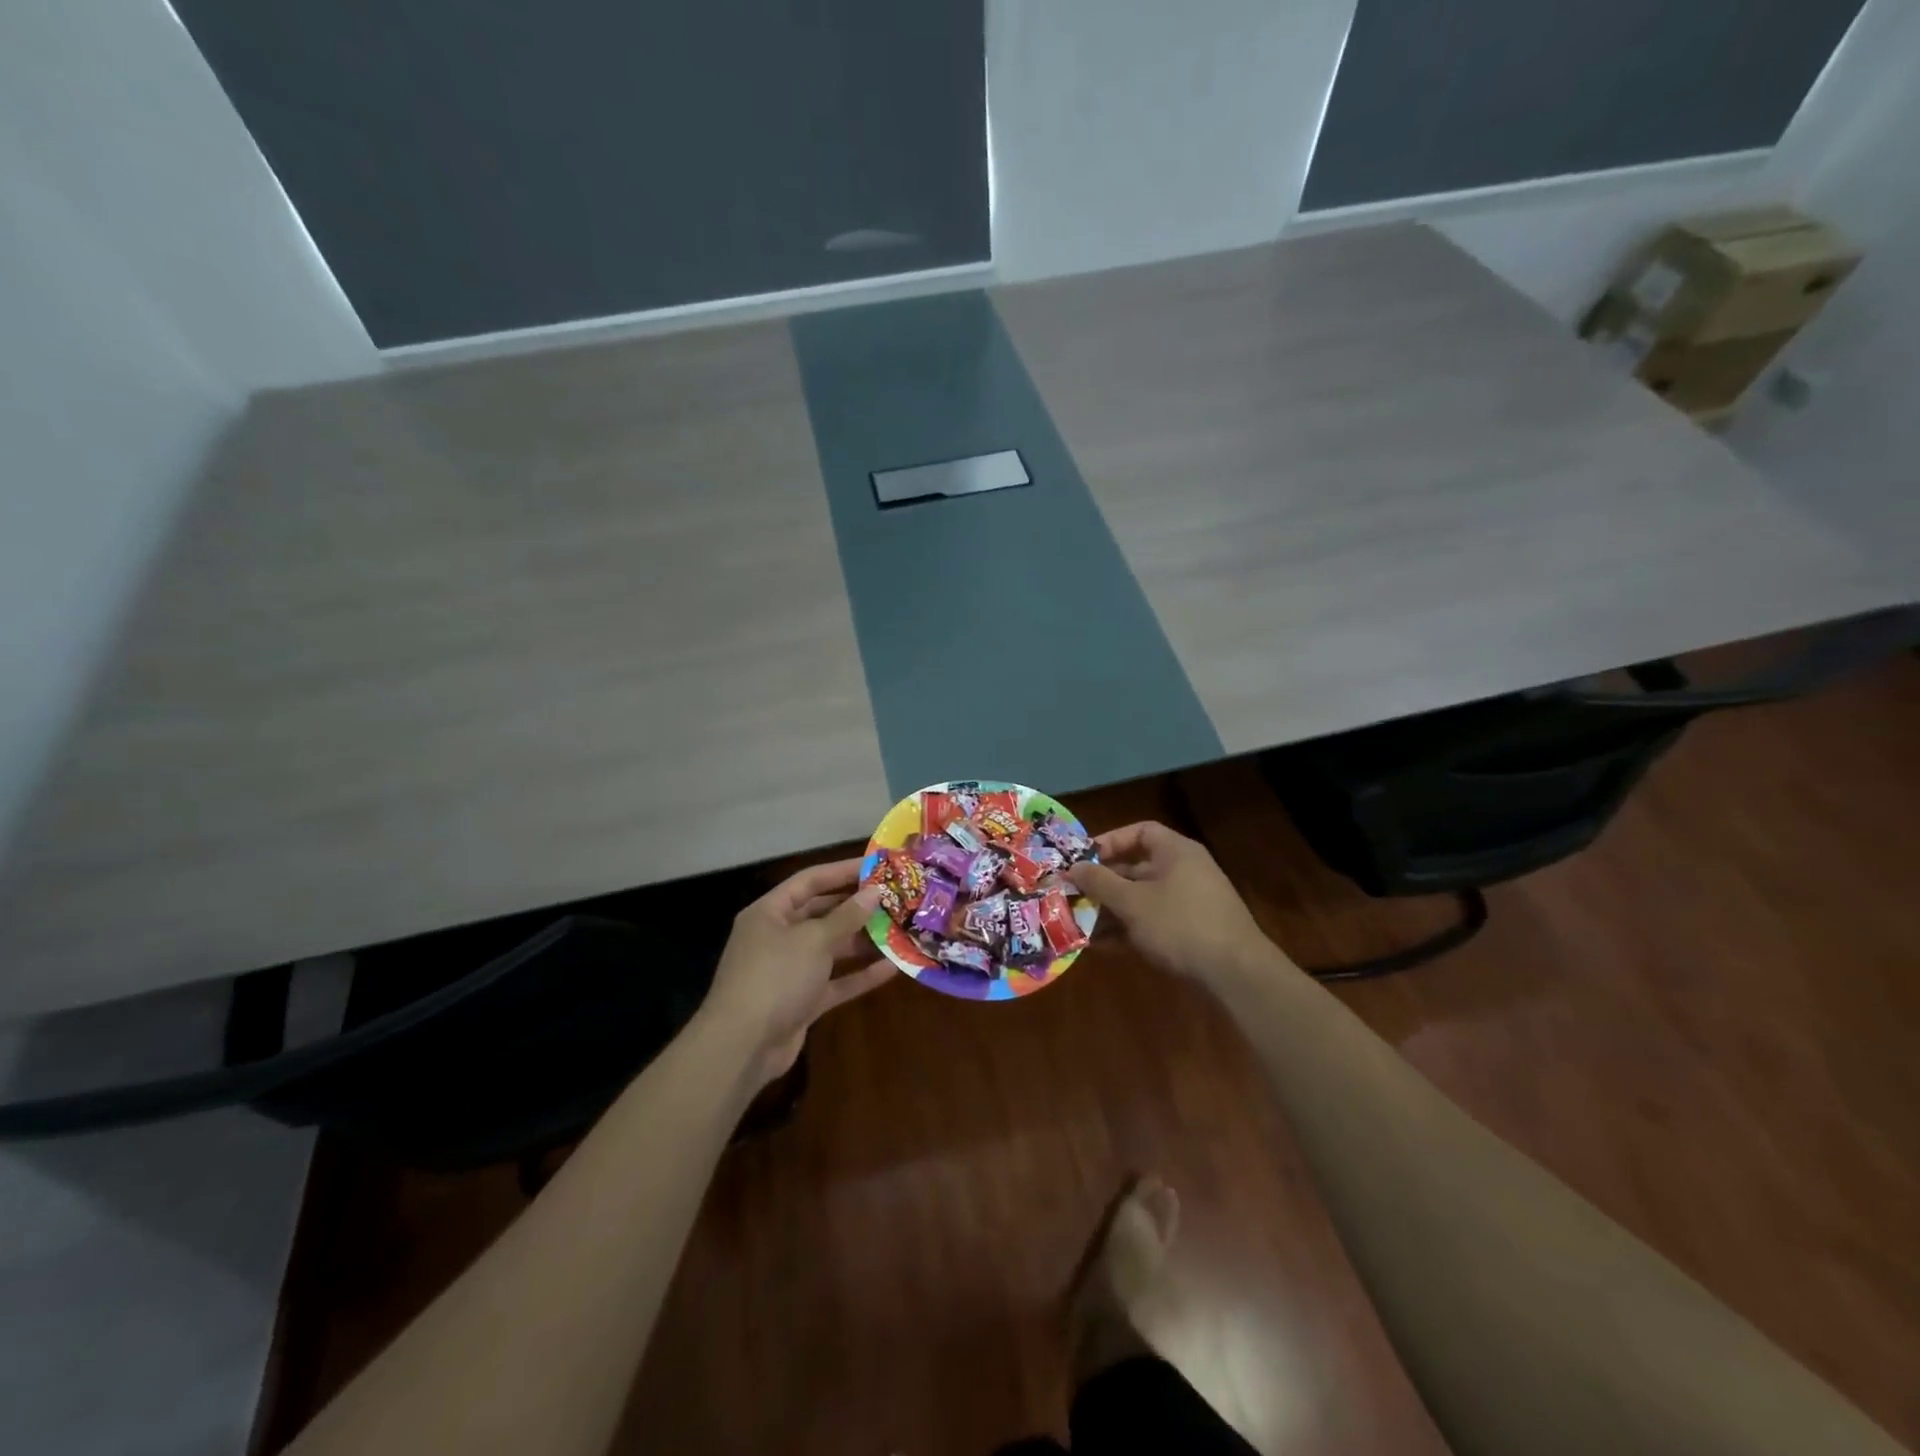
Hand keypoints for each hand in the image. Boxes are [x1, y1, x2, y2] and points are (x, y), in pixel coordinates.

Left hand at [698, 859, 893, 1085]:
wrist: (742, 1047)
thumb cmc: (775, 977)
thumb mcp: (813, 940)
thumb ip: (846, 916)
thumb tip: (873, 893)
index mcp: (770, 912)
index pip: (810, 881)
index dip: (843, 871)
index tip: (877, 866)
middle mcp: (778, 937)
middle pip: (822, 913)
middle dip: (857, 907)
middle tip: (894, 898)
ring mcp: (790, 971)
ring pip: (832, 949)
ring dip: (863, 941)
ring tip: (900, 929)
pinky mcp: (802, 1001)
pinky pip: (836, 981)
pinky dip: (860, 974)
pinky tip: (892, 967)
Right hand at [1067, 822, 1282, 989]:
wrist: (1236, 973)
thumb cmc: (1179, 924)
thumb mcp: (1132, 902)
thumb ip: (1100, 882)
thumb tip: (1073, 867)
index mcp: (1176, 852)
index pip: (1141, 832)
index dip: (1110, 841)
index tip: (1084, 859)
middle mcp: (1185, 870)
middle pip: (1137, 867)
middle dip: (1104, 883)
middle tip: (1074, 895)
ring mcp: (1191, 902)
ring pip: (1142, 898)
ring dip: (1111, 910)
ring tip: (1081, 925)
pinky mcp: (1192, 931)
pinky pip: (1153, 921)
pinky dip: (1129, 929)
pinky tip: (1103, 947)